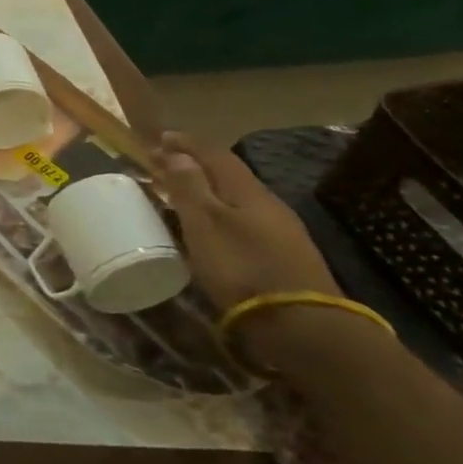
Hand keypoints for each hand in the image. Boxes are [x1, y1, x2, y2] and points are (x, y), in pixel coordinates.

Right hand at [156, 131, 340, 311]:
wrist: (303, 326)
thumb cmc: (242, 268)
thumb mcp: (205, 224)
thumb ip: (190, 187)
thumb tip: (178, 153)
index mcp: (248, 191)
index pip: (215, 154)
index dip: (186, 143)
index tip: (159, 137)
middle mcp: (268, 204)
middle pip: (229, 175)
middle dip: (196, 166)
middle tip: (165, 165)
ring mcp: (281, 231)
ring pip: (237, 199)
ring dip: (208, 191)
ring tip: (182, 196)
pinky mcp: (284, 256)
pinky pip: (245, 221)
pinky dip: (221, 214)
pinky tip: (212, 229)